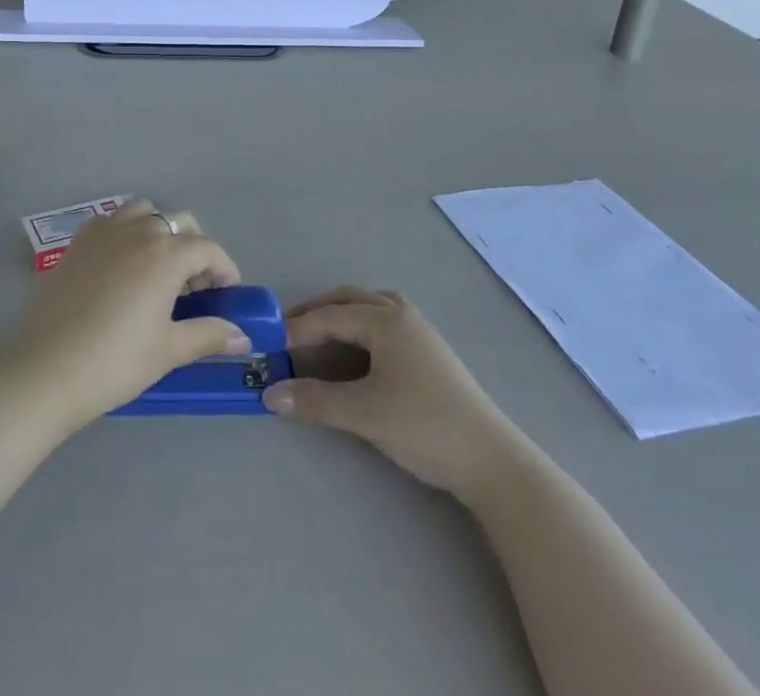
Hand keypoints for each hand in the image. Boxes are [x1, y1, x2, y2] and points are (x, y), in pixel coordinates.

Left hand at [9, 202, 246, 425]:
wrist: (46, 369)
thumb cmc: (115, 361)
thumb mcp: (169, 350)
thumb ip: (209, 334)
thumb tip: (243, 337)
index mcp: (167, 253)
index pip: (208, 249)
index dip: (224, 269)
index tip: (228, 294)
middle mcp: (139, 230)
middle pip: (179, 222)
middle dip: (195, 248)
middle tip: (194, 287)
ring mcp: (105, 231)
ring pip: (145, 212)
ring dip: (160, 232)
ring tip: (158, 270)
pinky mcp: (78, 241)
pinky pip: (112, 222)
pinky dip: (127, 233)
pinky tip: (123, 267)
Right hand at [263, 288, 521, 500]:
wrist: (491, 460)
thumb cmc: (424, 426)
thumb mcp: (364, 414)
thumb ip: (315, 401)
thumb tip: (269, 394)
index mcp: (386, 320)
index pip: (330, 315)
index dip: (296, 328)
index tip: (268, 342)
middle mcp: (402, 315)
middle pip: (350, 300)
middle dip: (317, 311)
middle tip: (286, 330)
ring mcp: (420, 331)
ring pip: (370, 308)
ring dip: (340, 315)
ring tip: (316, 334)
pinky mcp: (429, 352)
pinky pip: (384, 323)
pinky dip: (360, 327)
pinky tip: (355, 351)